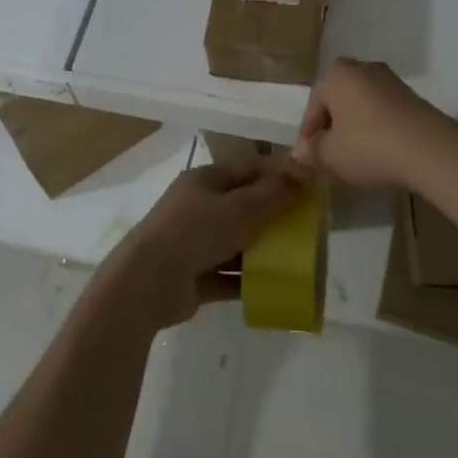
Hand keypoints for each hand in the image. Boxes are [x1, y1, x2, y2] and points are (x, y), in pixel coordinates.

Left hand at [93, 157, 308, 332]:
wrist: (148, 282)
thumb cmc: (195, 232)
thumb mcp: (240, 208)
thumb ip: (274, 193)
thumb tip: (307, 171)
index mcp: (205, 180)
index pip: (248, 169)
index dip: (278, 174)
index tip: (309, 187)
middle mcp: (199, 207)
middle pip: (243, 206)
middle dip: (274, 216)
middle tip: (307, 228)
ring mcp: (194, 243)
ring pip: (237, 242)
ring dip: (262, 251)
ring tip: (297, 261)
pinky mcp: (195, 277)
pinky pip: (228, 275)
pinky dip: (248, 281)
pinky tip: (274, 288)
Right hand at [290, 58, 457, 190]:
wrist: (431, 150)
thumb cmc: (369, 146)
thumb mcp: (331, 155)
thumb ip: (312, 152)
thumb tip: (298, 153)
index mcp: (337, 75)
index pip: (314, 104)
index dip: (308, 134)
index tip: (309, 159)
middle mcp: (362, 68)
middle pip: (339, 101)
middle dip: (332, 127)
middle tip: (330, 156)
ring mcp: (391, 80)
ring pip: (362, 106)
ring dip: (355, 128)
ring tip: (354, 158)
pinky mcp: (413, 97)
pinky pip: (384, 112)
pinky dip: (377, 129)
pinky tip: (379, 153)